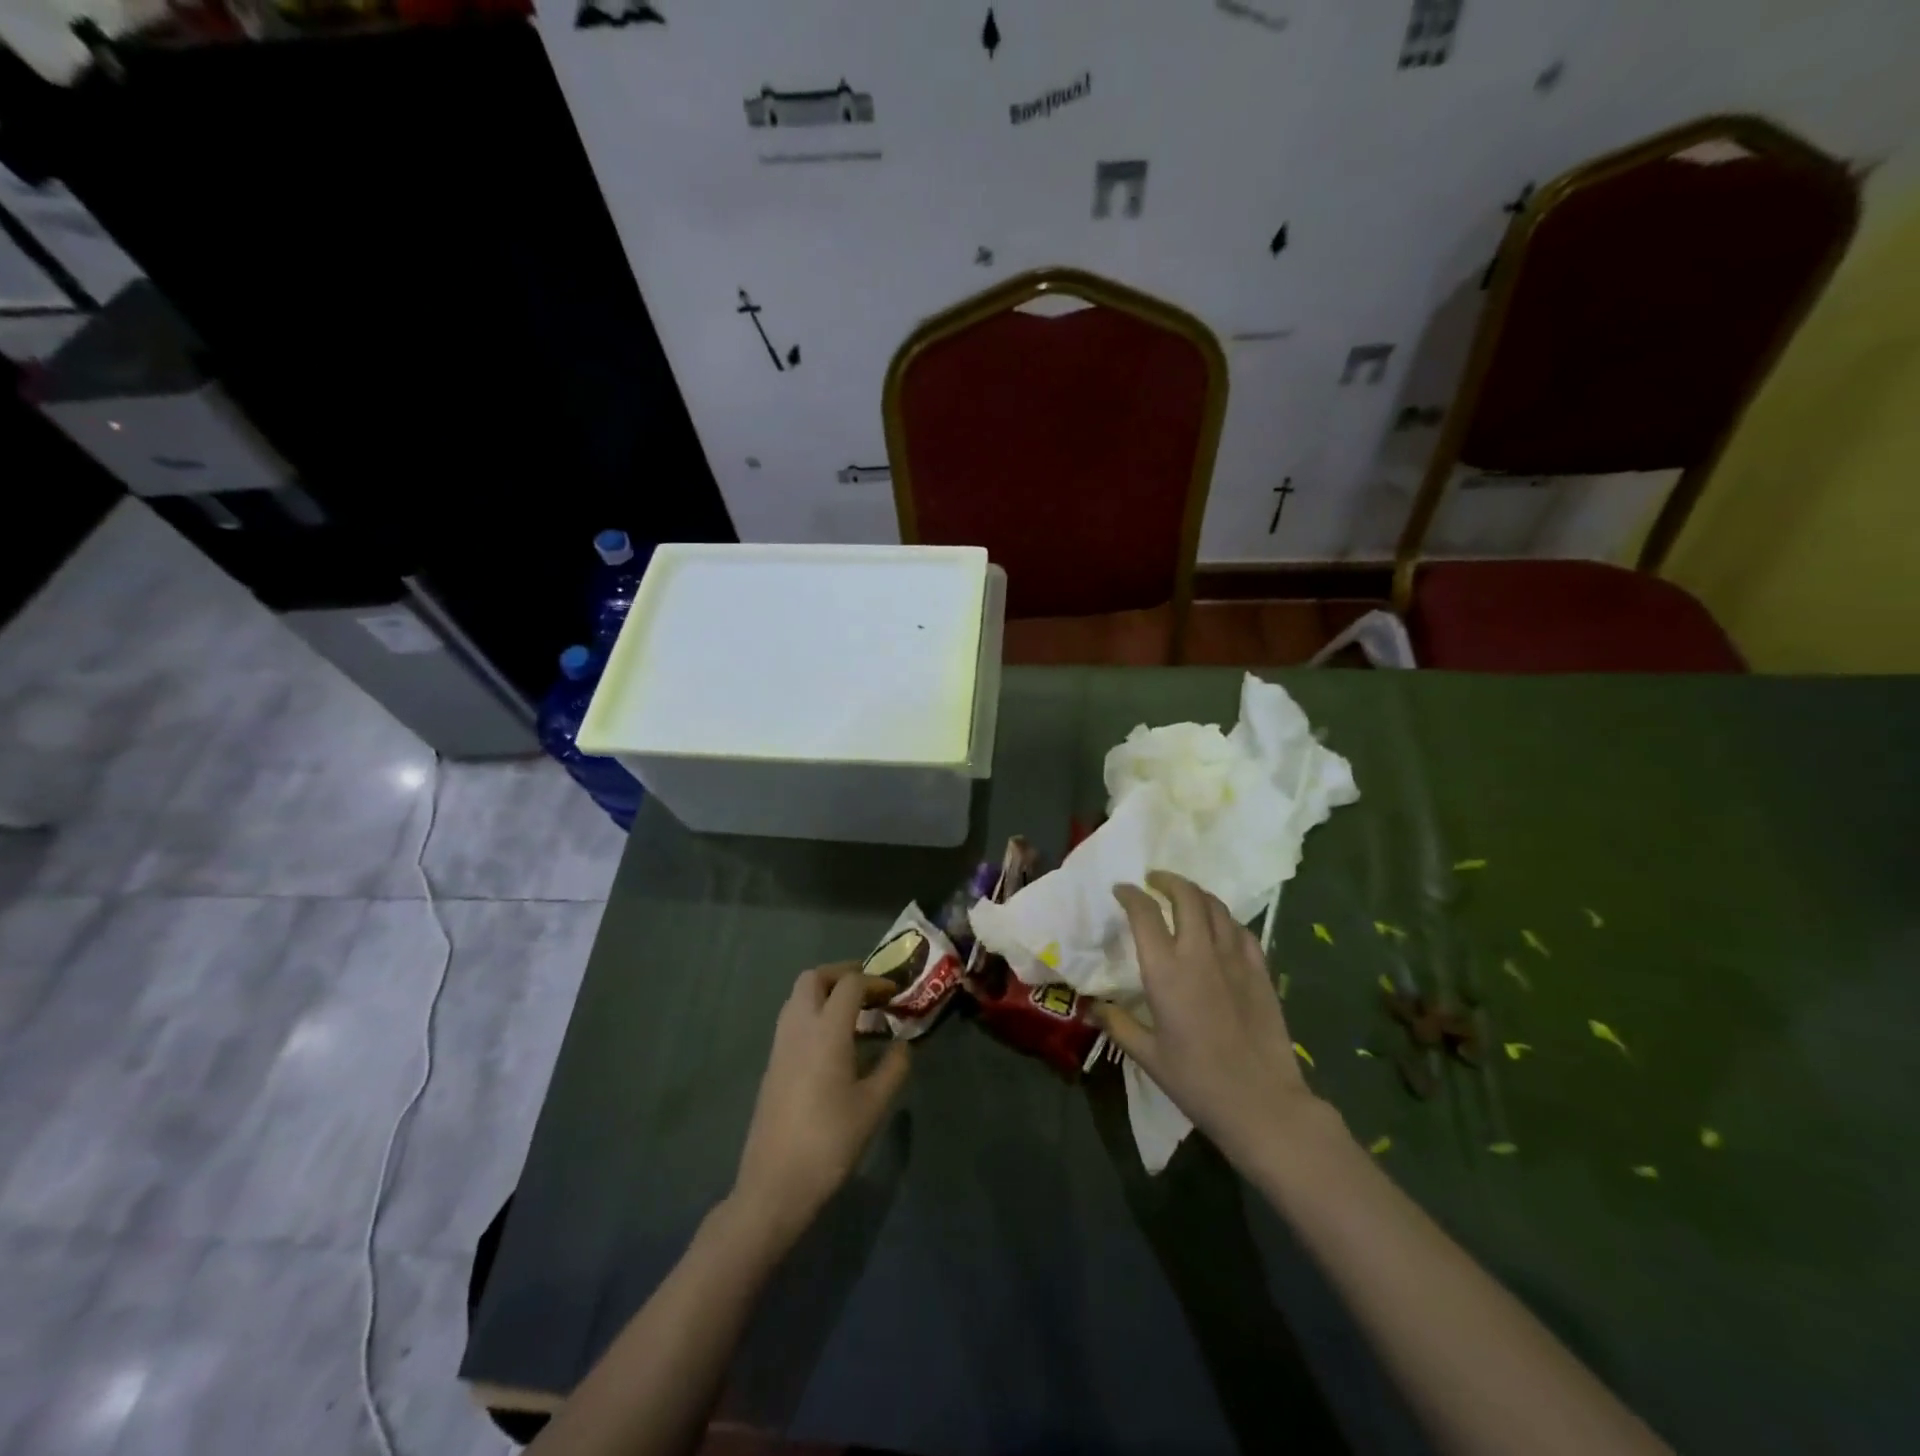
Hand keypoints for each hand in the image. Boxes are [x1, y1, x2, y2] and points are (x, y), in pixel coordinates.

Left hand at [729, 965, 911, 1247]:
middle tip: (869, 991)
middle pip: (814, 978)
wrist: (775, 1184)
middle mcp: (798, 1027)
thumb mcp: (874, 1106)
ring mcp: (780, 1045)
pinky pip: (792, 1020)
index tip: (895, 993)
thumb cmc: (830, 1141)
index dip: (875, 981)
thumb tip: (904, 1044)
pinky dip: (813, 1014)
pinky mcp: (772, 1065)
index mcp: (826, 1030)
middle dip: (842, 974)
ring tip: (854, 1016)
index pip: (850, 984)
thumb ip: (894, 1067)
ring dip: (825, 993)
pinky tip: (834, 1045)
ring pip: (798, 997)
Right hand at [1101, 872, 1327, 1168]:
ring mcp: (1235, 959)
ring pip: (1216, 907)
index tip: (1122, 890)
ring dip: (1196, 894)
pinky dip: (1225, 919)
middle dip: (1167, 881)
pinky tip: (1219, 928)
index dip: (1131, 894)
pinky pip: (1241, 930)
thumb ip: (1118, 1025)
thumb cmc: (1197, 1081)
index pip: (1145, 913)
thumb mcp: (1148, 1056)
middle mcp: (1199, 953)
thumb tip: (1092, 1008)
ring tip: (1184, 897)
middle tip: (1154, 882)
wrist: (1262, 1103)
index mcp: (1166, 971)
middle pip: (1186, 896)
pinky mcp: (1260, 971)